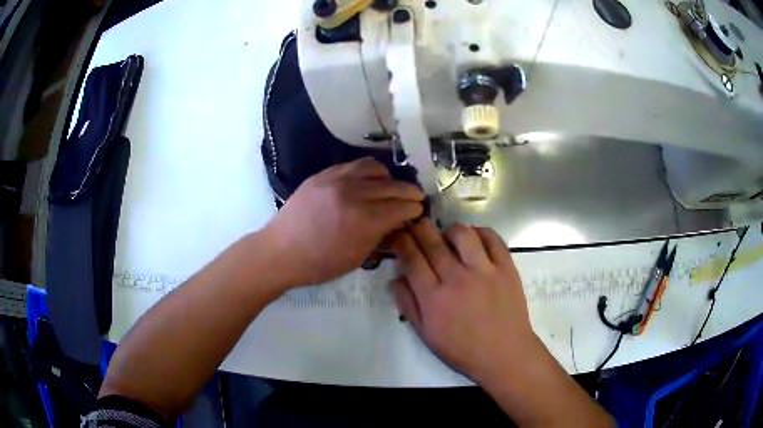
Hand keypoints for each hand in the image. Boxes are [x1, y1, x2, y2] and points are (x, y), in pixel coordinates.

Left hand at [263, 158, 423, 287]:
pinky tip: (369, 180)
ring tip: (392, 186)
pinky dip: (368, 171)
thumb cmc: (319, 264)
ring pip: (374, 168)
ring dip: (389, 177)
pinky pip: (353, 165)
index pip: (399, 207)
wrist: (280, 251)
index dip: (413, 208)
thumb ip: (380, 236)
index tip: (419, 210)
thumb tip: (397, 222)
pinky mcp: (323, 174)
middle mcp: (352, 193)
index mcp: (362, 220)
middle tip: (416, 197)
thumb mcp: (356, 258)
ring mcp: (336, 179)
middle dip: (408, 192)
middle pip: (391, 186)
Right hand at [390, 219, 537, 380]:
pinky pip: (492, 239)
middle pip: (433, 242)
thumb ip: (408, 306)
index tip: (398, 234)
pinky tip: (475, 239)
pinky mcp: (506, 268)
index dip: (401, 242)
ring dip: (450, 230)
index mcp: (434, 298)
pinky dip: (481, 232)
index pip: (411, 259)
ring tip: (448, 237)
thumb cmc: (462, 350)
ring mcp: (484, 271)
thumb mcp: (426, 335)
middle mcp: (457, 279)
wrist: (504, 354)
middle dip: (419, 228)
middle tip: (416, 225)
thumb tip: (396, 279)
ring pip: (462, 234)